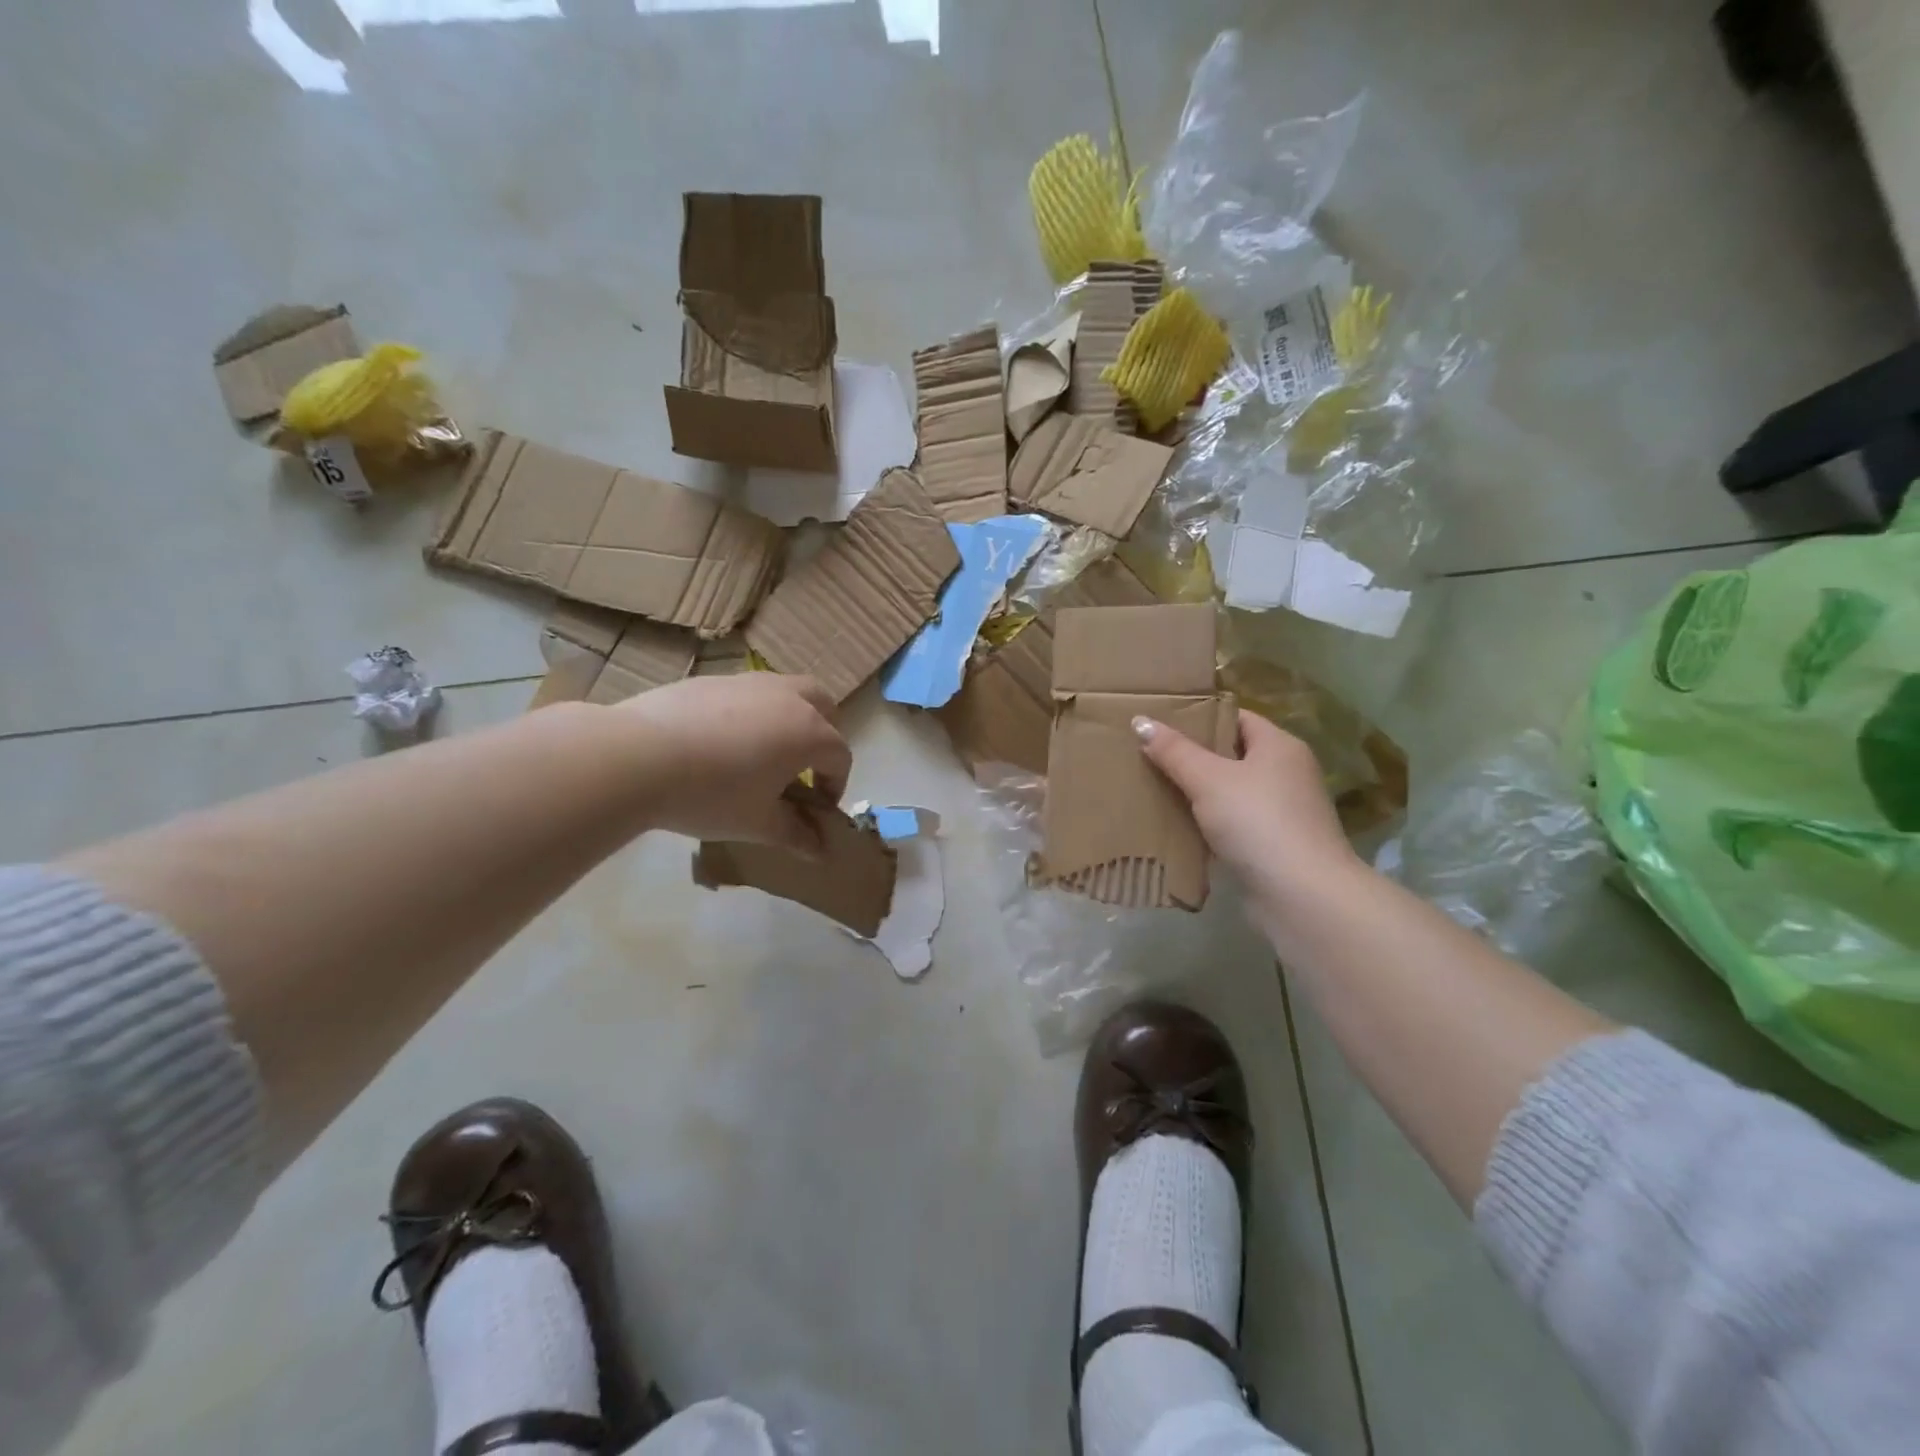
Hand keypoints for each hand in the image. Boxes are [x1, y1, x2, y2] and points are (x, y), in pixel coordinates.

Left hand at [614, 674, 851, 851]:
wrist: (639, 756)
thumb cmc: (712, 795)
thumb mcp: (758, 823)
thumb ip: (796, 835)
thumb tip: (821, 851)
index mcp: (809, 733)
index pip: (839, 757)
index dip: (834, 785)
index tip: (816, 809)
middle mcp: (789, 699)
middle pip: (825, 707)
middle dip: (824, 737)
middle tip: (804, 768)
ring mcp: (751, 683)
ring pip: (788, 692)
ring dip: (791, 718)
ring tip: (765, 751)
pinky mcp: (714, 679)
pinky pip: (749, 692)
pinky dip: (753, 712)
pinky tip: (722, 742)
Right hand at [1137, 709, 1358, 902]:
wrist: (1301, 896)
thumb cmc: (1257, 822)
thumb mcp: (1209, 779)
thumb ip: (1174, 751)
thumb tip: (1141, 721)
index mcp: (1280, 746)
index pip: (1235, 717)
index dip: (1199, 716)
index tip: (1160, 722)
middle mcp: (1286, 774)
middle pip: (1230, 755)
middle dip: (1190, 756)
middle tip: (1147, 753)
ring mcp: (1281, 812)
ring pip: (1228, 792)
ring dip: (1195, 793)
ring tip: (1152, 787)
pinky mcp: (1271, 846)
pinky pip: (1230, 824)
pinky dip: (1205, 824)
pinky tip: (1174, 826)